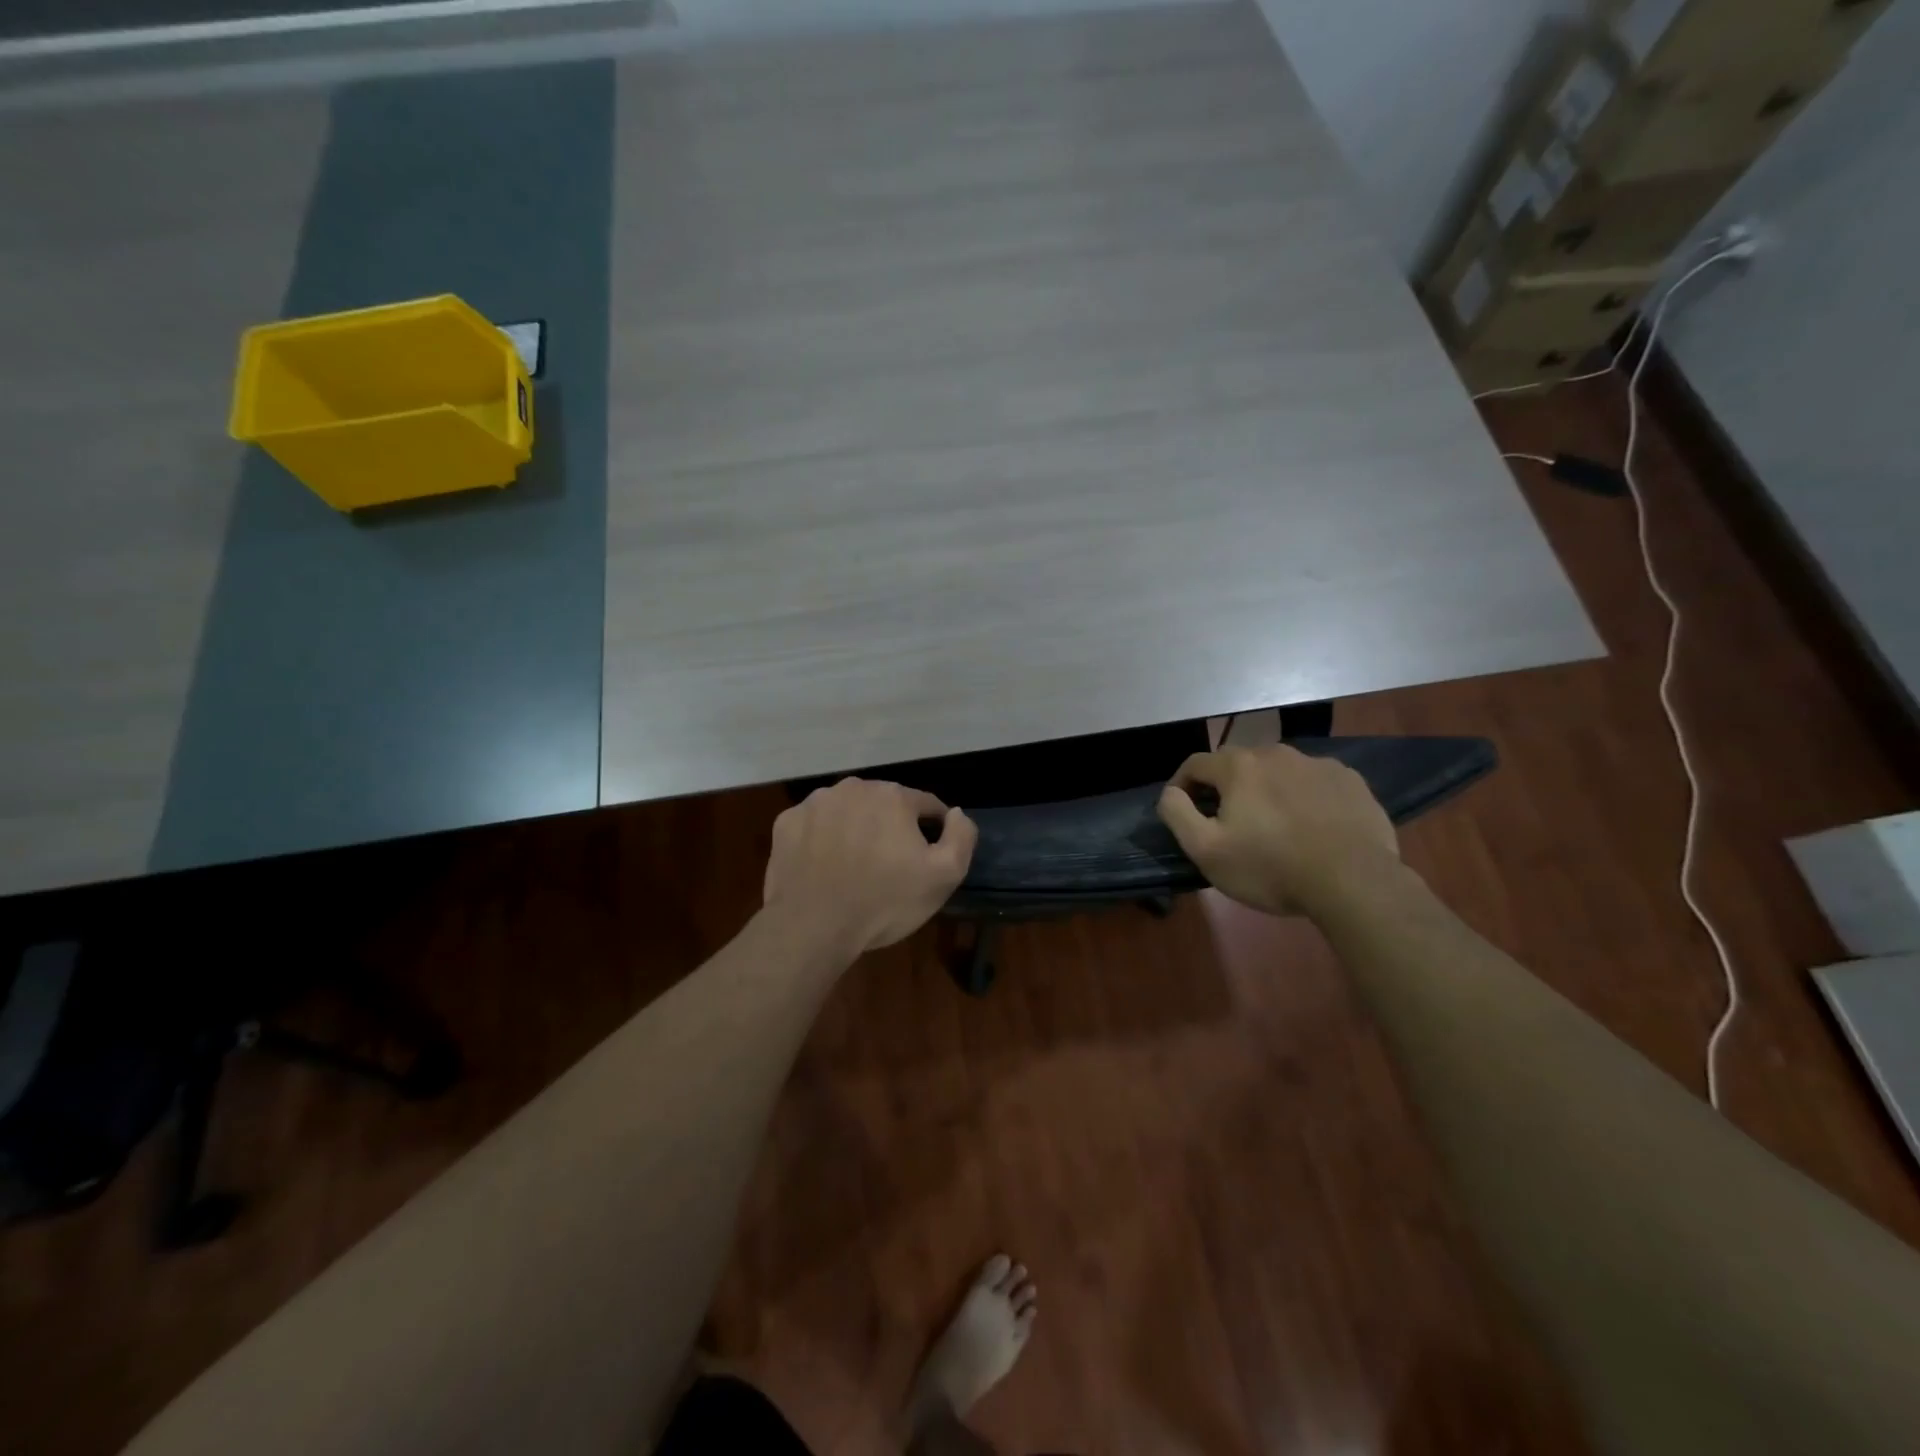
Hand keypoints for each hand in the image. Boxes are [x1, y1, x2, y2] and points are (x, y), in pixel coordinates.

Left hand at [764, 778, 977, 957]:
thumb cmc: (884, 902)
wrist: (812, 927)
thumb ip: (961, 836)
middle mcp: (853, 787)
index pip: (926, 805)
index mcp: (893, 796)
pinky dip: (821, 839)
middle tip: (889, 866)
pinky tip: (823, 867)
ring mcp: (814, 803)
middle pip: (884, 804)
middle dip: (891, 827)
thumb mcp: (944, 876)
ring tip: (854, 867)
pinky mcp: (786, 823)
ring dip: (855, 829)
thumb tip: (956, 813)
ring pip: (847, 811)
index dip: (933, 830)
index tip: (927, 858)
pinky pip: (814, 826)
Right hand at [1157, 744, 1399, 918]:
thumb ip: (1177, 813)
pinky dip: (1304, 798)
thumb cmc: (1271, 867)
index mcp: (1239, 766)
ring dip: (1267, 791)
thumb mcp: (1206, 850)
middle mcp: (1277, 753)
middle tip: (1229, 824)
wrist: (1354, 882)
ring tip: (1274, 827)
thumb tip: (1171, 792)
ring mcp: (1318, 764)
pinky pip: (1314, 783)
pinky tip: (1312, 827)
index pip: (1195, 764)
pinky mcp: (1351, 781)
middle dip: (1227, 788)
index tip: (1183, 811)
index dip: (1182, 785)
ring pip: (1278, 772)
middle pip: (1238, 764)